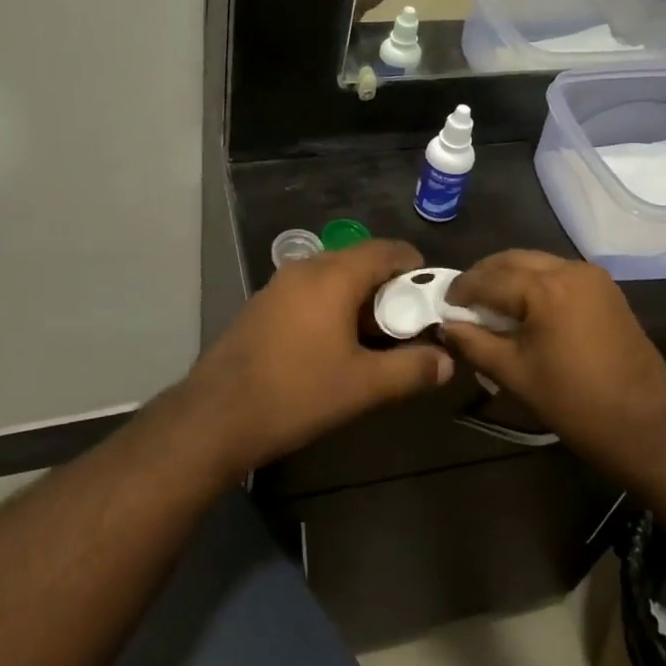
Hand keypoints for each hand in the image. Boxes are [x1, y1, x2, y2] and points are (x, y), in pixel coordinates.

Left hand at [181, 239, 453, 474]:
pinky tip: (334, 344)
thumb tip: (447, 361)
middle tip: (407, 323)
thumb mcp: (363, 386)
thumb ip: (411, 369)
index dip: (414, 267)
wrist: (218, 415)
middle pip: (359, 261)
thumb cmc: (297, 393)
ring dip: (358, 298)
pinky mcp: (262, 305)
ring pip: (332, 277)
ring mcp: (278, 285)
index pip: (386, 250)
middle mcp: (305, 269)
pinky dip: (331, 306)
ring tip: (375, 337)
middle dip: (388, 287)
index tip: (431, 296)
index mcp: (333, 275)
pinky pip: (308, 292)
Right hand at [441, 251, 665, 475]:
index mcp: (545, 287)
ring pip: (536, 263)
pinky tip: (522, 308)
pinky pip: (558, 274)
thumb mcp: (515, 374)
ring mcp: (592, 277)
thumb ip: (474, 344)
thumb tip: (446, 326)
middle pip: (513, 260)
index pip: (489, 278)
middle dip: (484, 277)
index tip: (442, 305)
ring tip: (488, 305)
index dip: (461, 291)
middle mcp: (569, 269)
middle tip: (462, 301)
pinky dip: (534, 283)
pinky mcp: (606, 290)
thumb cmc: (575, 403)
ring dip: (509, 277)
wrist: (649, 428)